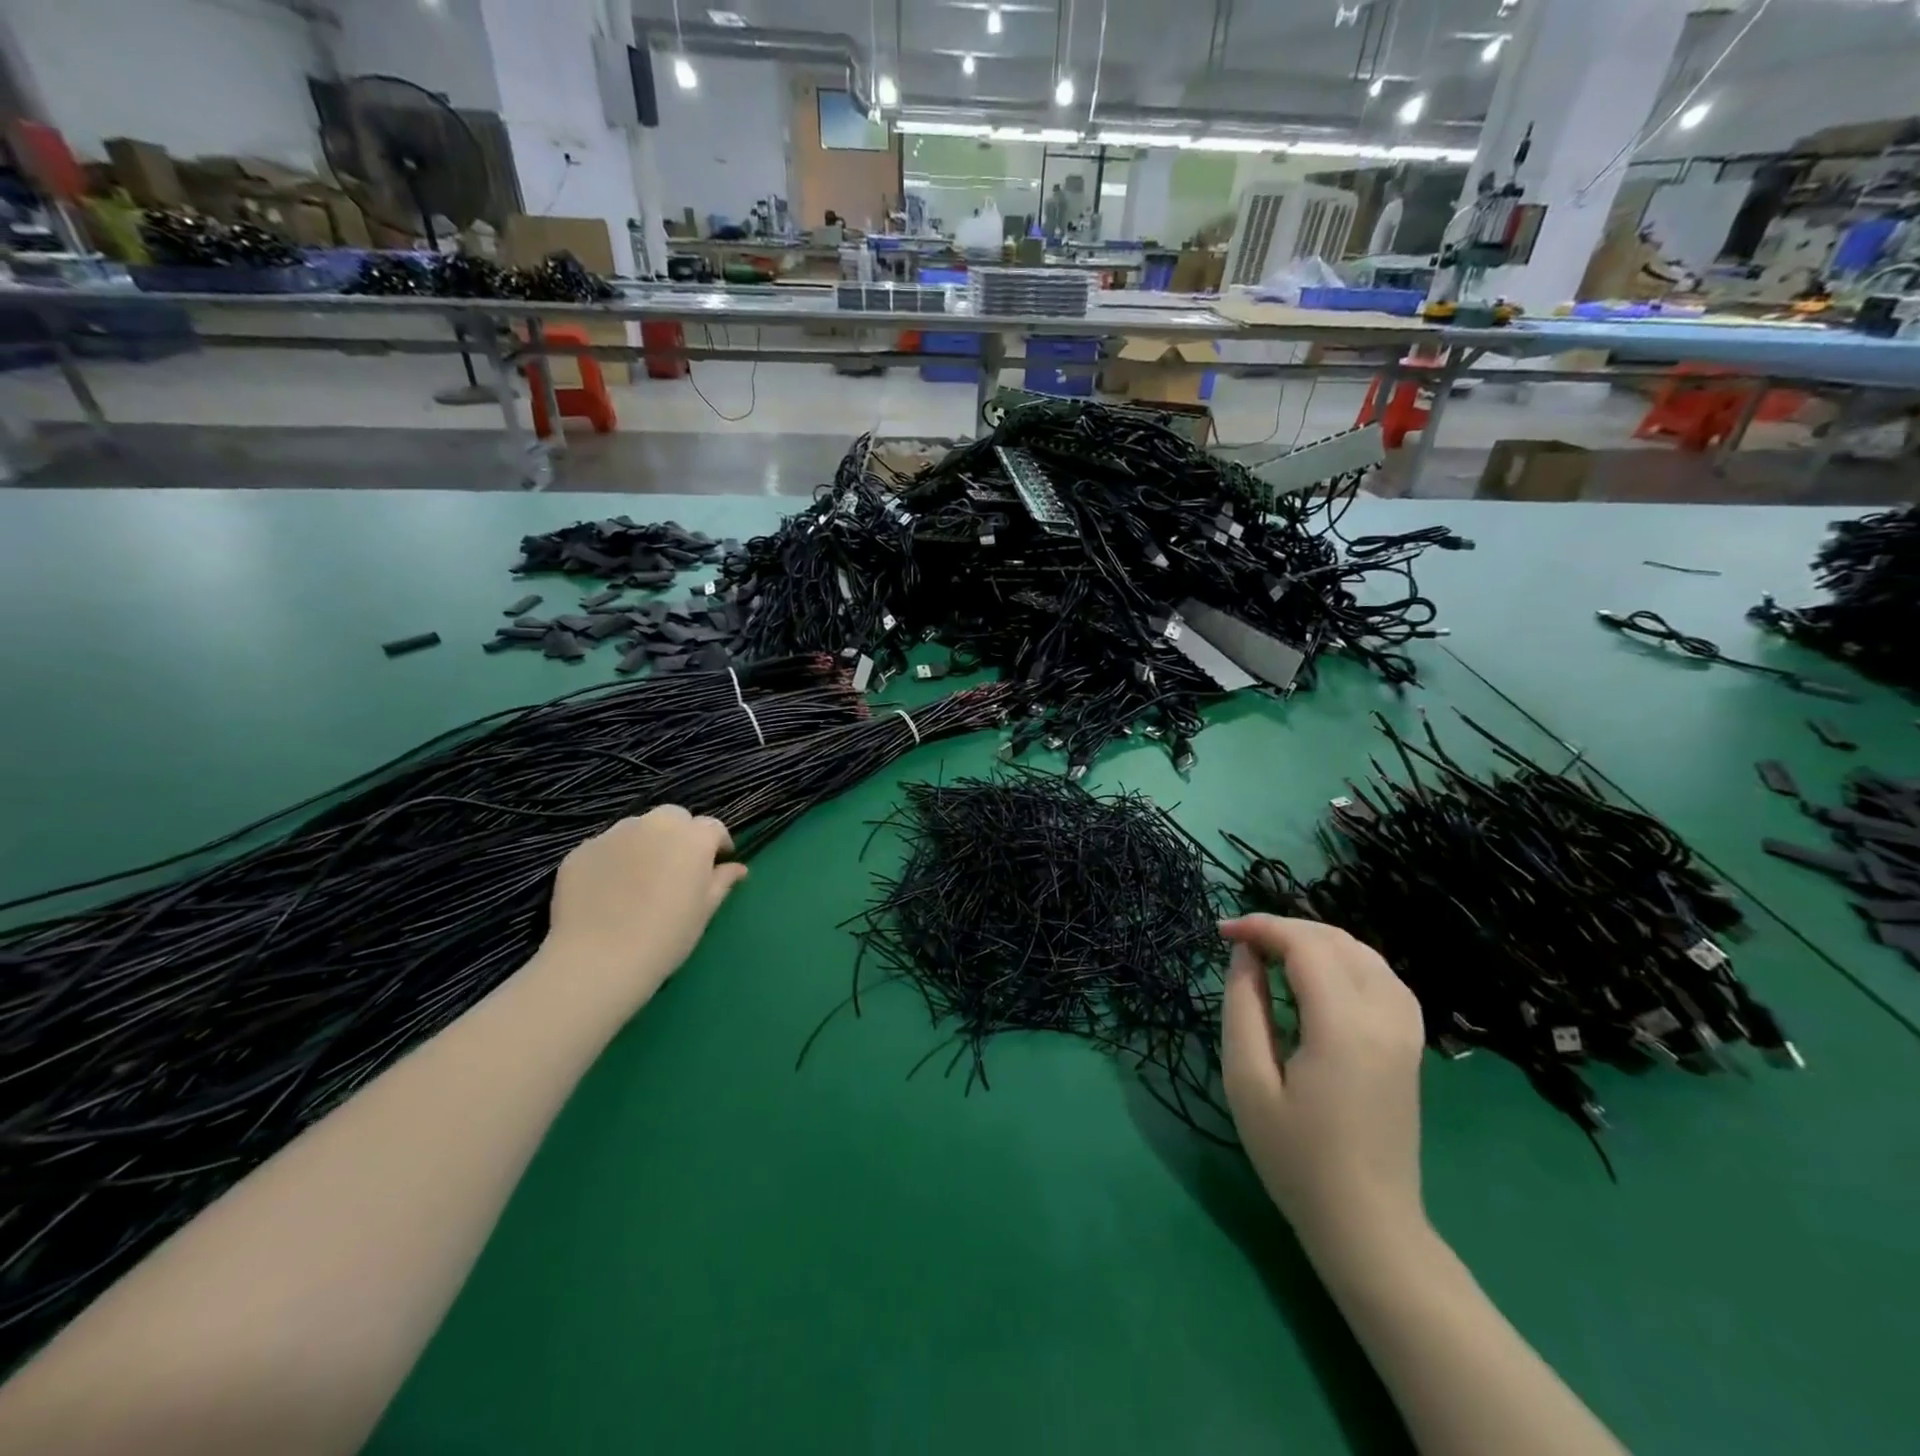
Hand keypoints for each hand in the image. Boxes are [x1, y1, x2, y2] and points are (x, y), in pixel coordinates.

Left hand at [542, 807, 747, 1006]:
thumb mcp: (704, 911)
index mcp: (692, 838)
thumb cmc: (666, 937)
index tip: (717, 864)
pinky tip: (609, 891)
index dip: (718, 844)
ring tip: (640, 877)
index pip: (713, 827)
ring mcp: (614, 834)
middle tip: (677, 867)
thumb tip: (737, 868)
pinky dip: (613, 860)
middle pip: (674, 817)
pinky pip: (606, 847)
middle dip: (680, 834)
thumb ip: (722, 881)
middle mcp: (654, 825)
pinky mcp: (581, 850)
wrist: (599, 960)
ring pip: (637, 828)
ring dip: (646, 842)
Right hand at [1219, 915, 1426, 1251]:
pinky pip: (1380, 976)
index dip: (1261, 926)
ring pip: (1362, 951)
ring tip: (1270, 955)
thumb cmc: (1295, 1157)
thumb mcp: (1247, 1080)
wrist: (1367, 1223)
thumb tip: (1245, 954)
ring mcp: (1406, 1029)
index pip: (1305, 945)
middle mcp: (1385, 1016)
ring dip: (1314, 940)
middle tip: (1239, 943)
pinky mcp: (1410, 1042)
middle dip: (1283, 928)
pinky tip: (1317, 977)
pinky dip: (1344, 959)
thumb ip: (1243, 1006)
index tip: (1221, 932)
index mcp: (1344, 1026)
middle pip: (1335, 940)